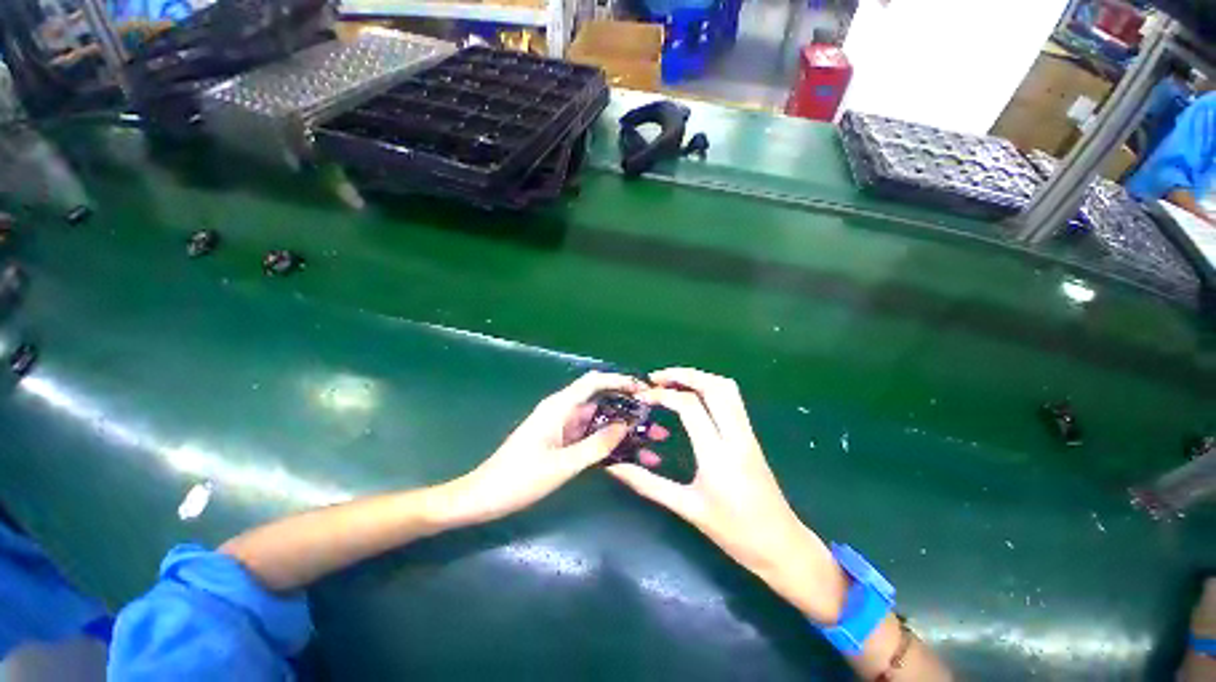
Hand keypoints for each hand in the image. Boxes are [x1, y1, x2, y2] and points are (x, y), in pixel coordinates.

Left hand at [445, 371, 657, 525]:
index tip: (643, 389)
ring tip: (649, 440)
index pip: (594, 382)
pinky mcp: (562, 443)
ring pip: (598, 421)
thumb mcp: (562, 464)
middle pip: (600, 401)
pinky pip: (590, 437)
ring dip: (621, 429)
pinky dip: (608, 443)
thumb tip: (625, 426)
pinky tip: (627, 454)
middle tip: (654, 420)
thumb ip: (596, 445)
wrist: (484, 497)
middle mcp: (563, 411)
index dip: (619, 381)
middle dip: (628, 408)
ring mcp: (563, 428)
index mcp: (559, 407)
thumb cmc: (520, 478)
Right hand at [607, 368, 847, 623]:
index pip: (690, 406)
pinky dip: (710, 387)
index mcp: (718, 454)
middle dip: (682, 374)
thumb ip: (648, 484)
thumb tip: (615, 468)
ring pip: (727, 388)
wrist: (781, 545)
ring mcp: (747, 433)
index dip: (663, 394)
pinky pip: (733, 399)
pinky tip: (693, 397)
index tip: (642, 396)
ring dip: (698, 377)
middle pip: (713, 386)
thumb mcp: (687, 508)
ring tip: (672, 382)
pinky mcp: (751, 435)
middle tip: (656, 378)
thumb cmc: (734, 532)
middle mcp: (736, 435)